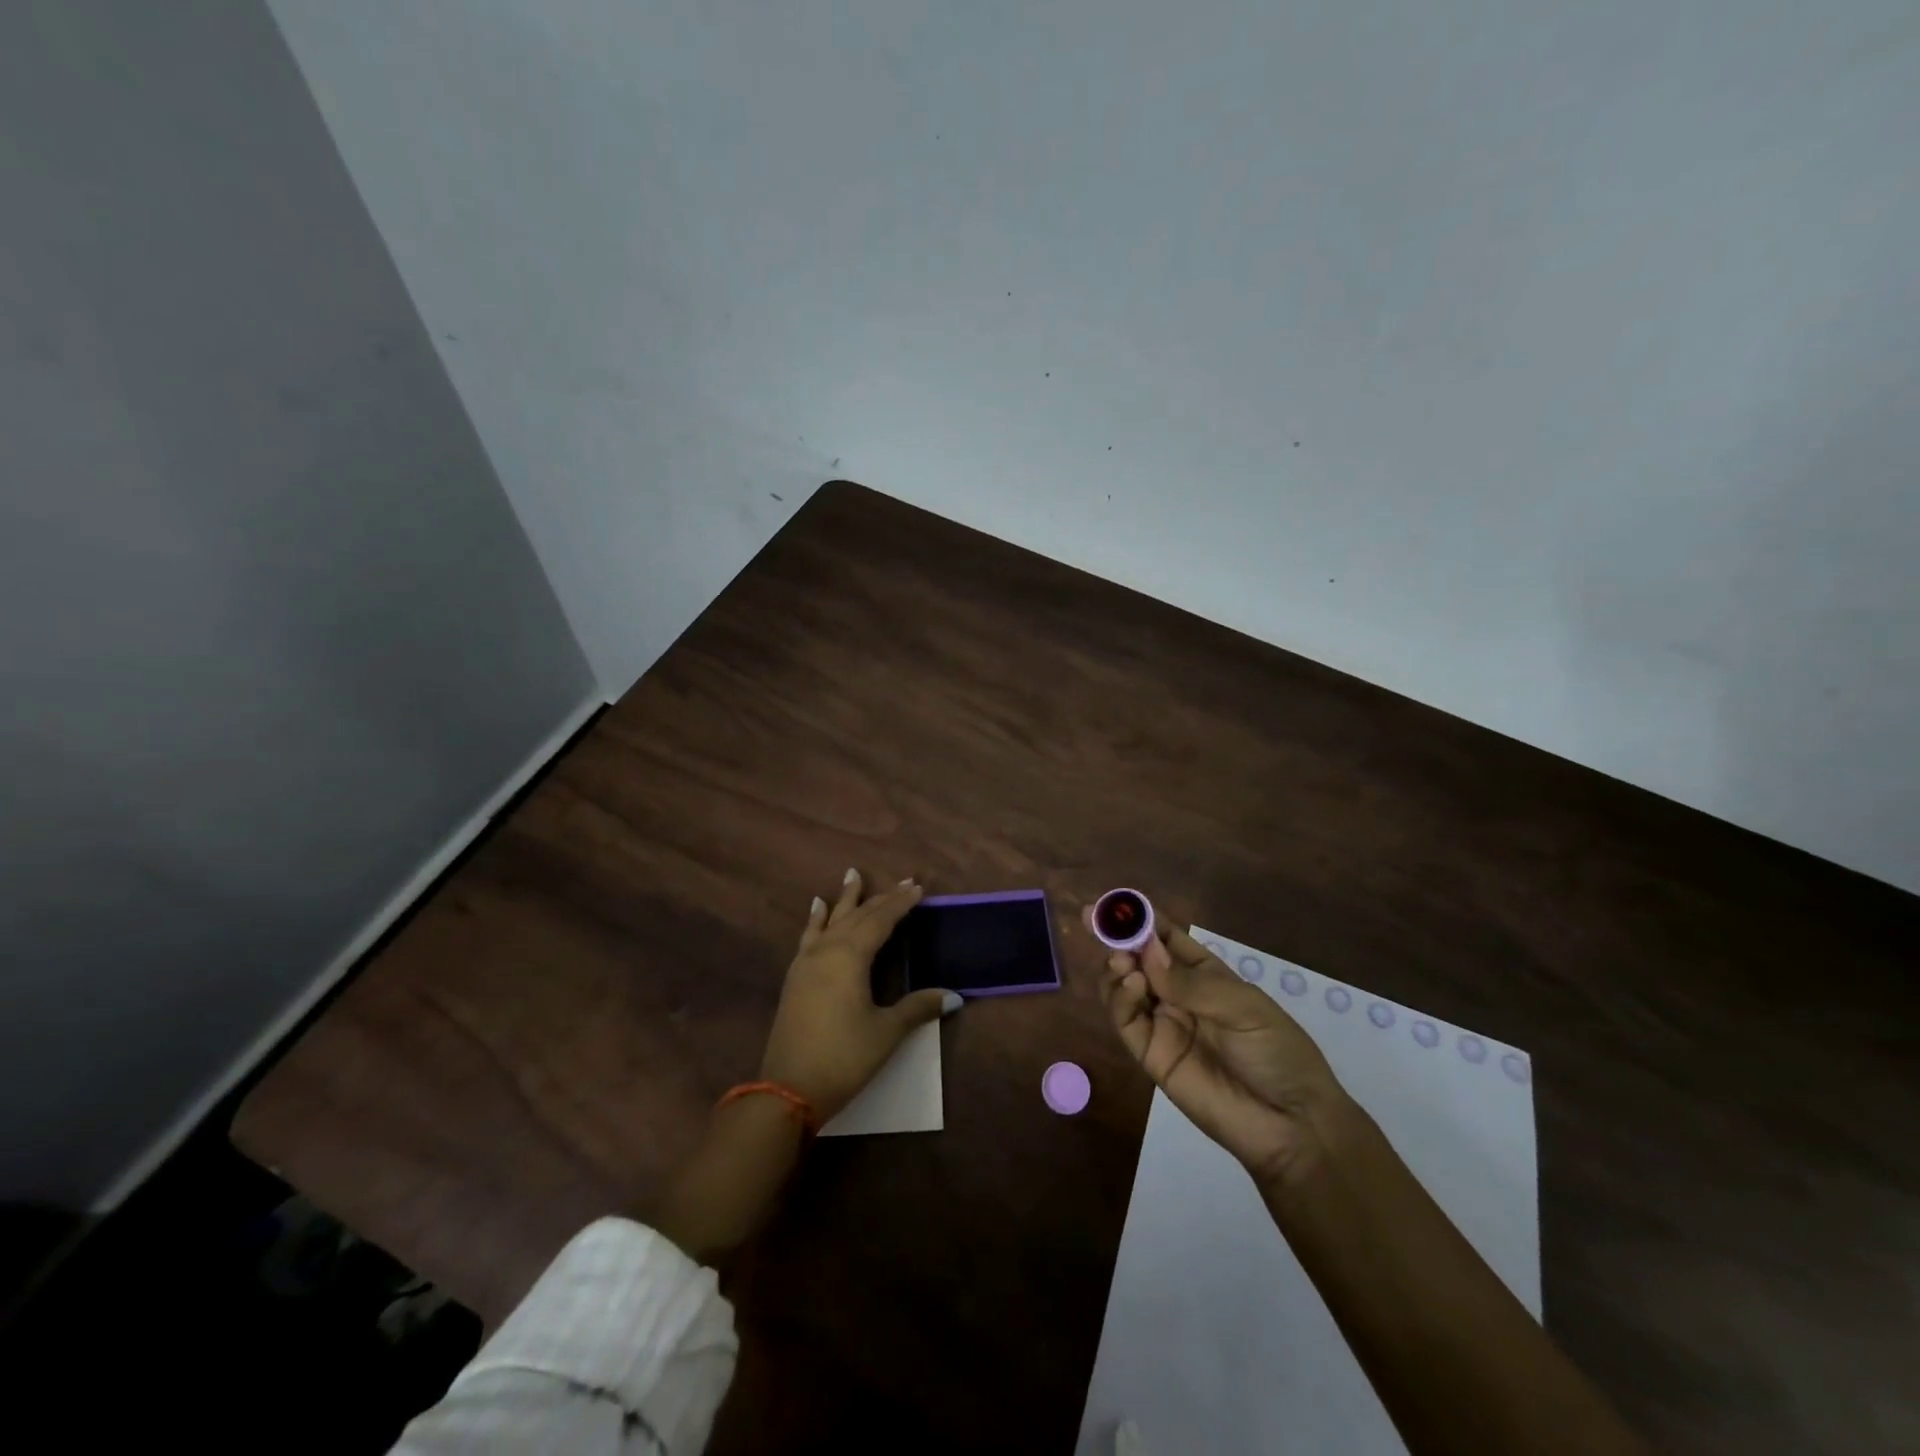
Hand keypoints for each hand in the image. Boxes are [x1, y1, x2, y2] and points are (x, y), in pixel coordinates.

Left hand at [760, 869, 955, 1122]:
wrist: (787, 1090)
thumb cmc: (844, 1057)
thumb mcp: (886, 1032)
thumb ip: (917, 1008)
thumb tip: (954, 996)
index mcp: (851, 956)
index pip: (881, 920)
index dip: (901, 903)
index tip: (918, 887)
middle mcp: (827, 950)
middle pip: (857, 916)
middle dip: (880, 898)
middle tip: (902, 881)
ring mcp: (806, 963)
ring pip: (831, 921)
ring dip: (845, 899)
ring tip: (852, 874)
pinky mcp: (795, 978)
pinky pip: (808, 937)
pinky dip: (815, 919)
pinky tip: (816, 908)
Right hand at [1095, 912, 1348, 1187]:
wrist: (1290, 1124)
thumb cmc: (1277, 1053)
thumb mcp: (1243, 1007)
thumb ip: (1190, 982)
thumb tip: (1146, 953)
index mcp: (1206, 975)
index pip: (1166, 938)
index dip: (1142, 919)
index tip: (1117, 902)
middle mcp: (1178, 995)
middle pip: (1138, 959)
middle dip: (1117, 937)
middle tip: (1094, 918)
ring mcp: (1162, 1024)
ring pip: (1124, 986)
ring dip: (1117, 966)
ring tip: (1121, 960)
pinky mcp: (1150, 1055)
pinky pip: (1126, 1021)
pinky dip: (1120, 998)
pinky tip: (1131, 983)